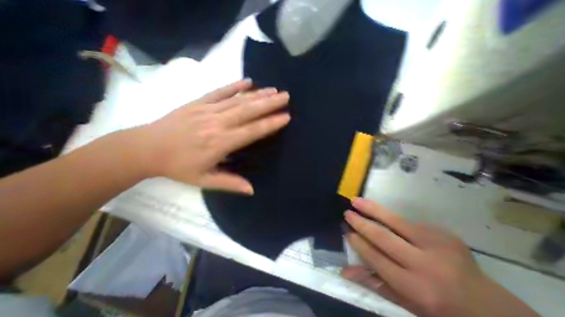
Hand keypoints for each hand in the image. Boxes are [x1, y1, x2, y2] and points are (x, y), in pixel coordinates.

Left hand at [134, 79, 287, 192]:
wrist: (145, 149)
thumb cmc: (178, 166)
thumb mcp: (204, 180)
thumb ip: (230, 183)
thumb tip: (252, 190)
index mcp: (220, 143)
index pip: (252, 131)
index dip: (270, 124)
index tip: (285, 117)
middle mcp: (217, 123)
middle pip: (248, 111)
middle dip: (269, 103)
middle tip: (286, 96)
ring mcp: (207, 110)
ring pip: (238, 100)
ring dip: (258, 94)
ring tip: (274, 90)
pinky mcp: (198, 102)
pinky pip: (219, 92)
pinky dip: (234, 85)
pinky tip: (247, 81)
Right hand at [340, 198, 537, 316]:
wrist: (492, 309)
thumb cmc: (440, 309)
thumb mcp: (406, 303)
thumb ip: (374, 284)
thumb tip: (344, 271)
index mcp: (416, 288)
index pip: (377, 258)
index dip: (359, 242)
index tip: (346, 231)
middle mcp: (427, 265)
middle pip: (384, 237)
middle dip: (361, 223)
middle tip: (347, 213)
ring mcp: (438, 245)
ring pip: (395, 221)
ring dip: (372, 209)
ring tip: (356, 200)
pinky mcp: (444, 233)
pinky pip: (408, 222)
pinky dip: (390, 217)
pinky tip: (379, 213)